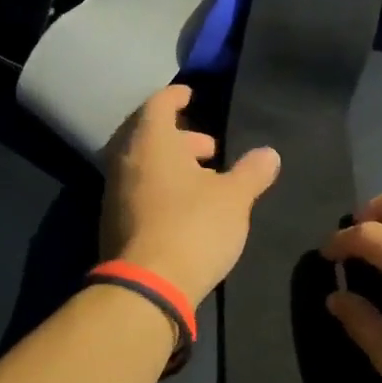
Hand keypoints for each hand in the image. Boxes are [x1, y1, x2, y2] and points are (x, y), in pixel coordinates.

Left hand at [101, 85, 280, 302]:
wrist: (147, 287)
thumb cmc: (193, 227)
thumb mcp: (234, 198)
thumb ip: (252, 171)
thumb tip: (269, 153)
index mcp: (151, 141)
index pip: (159, 103)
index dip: (177, 96)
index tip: (192, 95)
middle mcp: (125, 160)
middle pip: (149, 135)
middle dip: (181, 137)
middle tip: (210, 150)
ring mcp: (114, 192)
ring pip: (143, 165)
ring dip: (172, 165)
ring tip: (205, 180)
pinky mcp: (113, 222)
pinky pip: (138, 190)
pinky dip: (160, 188)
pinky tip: (185, 208)